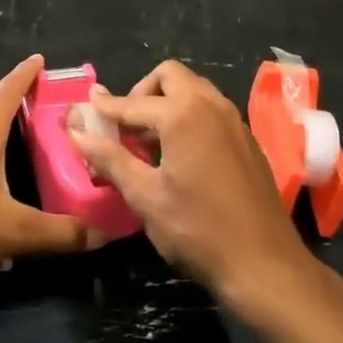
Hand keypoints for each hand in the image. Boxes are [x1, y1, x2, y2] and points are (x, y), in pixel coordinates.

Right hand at [66, 61, 306, 304]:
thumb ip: (109, 158)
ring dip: (166, 103)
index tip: (83, 110)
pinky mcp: (247, 140)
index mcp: (183, 114)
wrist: (265, 265)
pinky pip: (211, 110)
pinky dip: (189, 117)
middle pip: (169, 76)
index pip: (131, 102)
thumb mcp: (145, 196)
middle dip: (141, 93)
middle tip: (124, 127)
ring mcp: (234, 121)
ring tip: (148, 143)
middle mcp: (211, 105)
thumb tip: (77, 132)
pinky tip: (178, 156)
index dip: (103, 108)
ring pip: (194, 90)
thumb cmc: (198, 230)